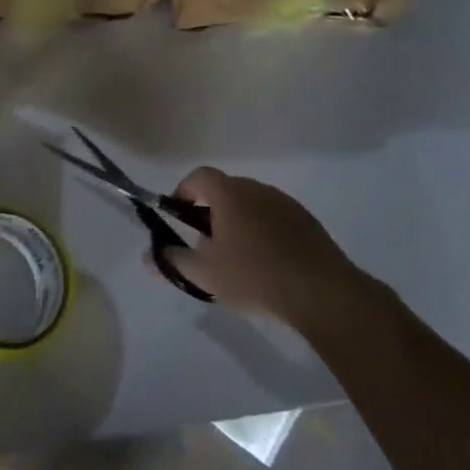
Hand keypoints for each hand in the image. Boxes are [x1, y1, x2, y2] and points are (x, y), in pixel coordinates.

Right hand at [163, 168, 365, 323]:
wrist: (321, 293)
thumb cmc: (254, 276)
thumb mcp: (204, 275)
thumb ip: (172, 261)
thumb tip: (148, 256)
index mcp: (230, 194)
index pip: (199, 176)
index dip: (184, 191)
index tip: (178, 214)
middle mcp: (257, 189)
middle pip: (226, 189)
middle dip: (211, 210)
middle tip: (206, 242)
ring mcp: (286, 203)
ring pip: (252, 204)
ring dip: (239, 221)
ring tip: (237, 256)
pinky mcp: (307, 222)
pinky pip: (275, 218)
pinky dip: (264, 231)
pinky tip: (267, 262)